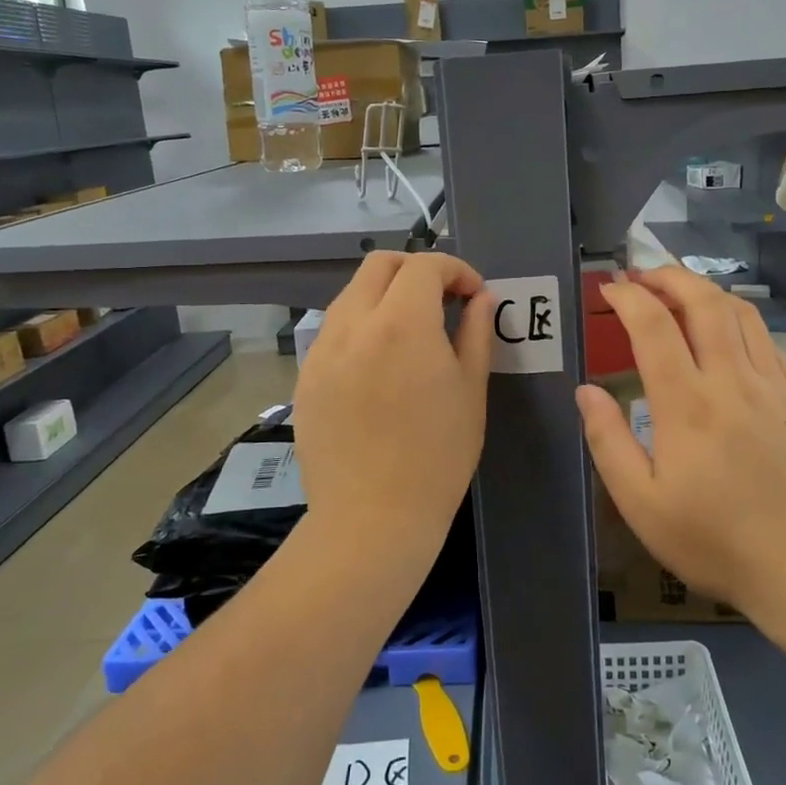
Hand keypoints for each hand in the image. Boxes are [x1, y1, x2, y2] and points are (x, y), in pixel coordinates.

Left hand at [292, 252, 494, 568]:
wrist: (372, 519)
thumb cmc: (437, 457)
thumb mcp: (470, 391)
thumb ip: (476, 332)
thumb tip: (479, 298)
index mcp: (401, 324)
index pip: (425, 266)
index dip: (455, 270)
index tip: (472, 295)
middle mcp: (353, 324)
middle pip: (379, 265)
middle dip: (416, 270)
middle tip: (441, 301)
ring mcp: (322, 350)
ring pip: (351, 295)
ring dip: (385, 296)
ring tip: (410, 333)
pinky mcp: (305, 376)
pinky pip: (334, 331)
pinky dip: (361, 327)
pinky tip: (378, 365)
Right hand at [575, 267, 785, 621]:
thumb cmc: (717, 542)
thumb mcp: (643, 505)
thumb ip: (608, 442)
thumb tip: (586, 390)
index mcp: (687, 404)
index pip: (654, 326)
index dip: (628, 297)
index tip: (609, 287)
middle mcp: (732, 380)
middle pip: (703, 302)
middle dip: (668, 276)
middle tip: (642, 273)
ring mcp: (775, 385)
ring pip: (741, 314)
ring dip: (706, 290)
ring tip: (681, 290)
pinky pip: (768, 342)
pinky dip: (741, 322)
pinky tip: (729, 335)